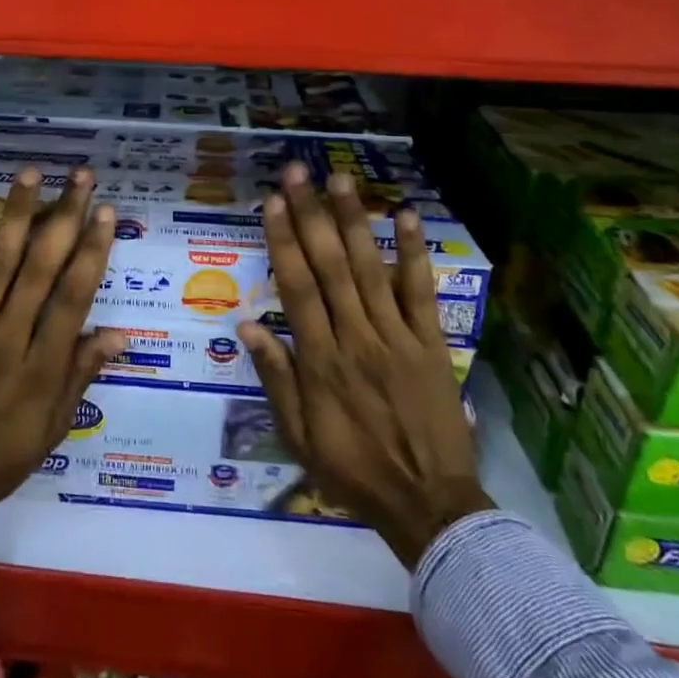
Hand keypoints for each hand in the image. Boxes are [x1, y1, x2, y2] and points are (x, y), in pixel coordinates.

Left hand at [0, 166, 125, 525]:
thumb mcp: (51, 429)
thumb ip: (81, 375)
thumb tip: (120, 333)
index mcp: (42, 366)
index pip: (74, 297)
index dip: (93, 252)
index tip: (105, 213)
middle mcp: (10, 337)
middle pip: (42, 267)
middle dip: (65, 217)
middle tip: (80, 177)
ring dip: (16, 214)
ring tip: (29, 173)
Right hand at [238, 165, 491, 566]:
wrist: (429, 505)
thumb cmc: (353, 471)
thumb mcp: (298, 436)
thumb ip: (275, 377)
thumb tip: (247, 324)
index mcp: (320, 359)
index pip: (297, 287)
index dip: (283, 240)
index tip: (273, 202)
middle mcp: (356, 337)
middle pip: (329, 266)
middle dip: (311, 215)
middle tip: (299, 172)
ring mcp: (397, 337)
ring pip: (370, 269)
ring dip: (354, 221)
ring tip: (341, 180)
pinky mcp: (431, 344)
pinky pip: (420, 293)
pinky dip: (413, 254)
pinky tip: (406, 217)